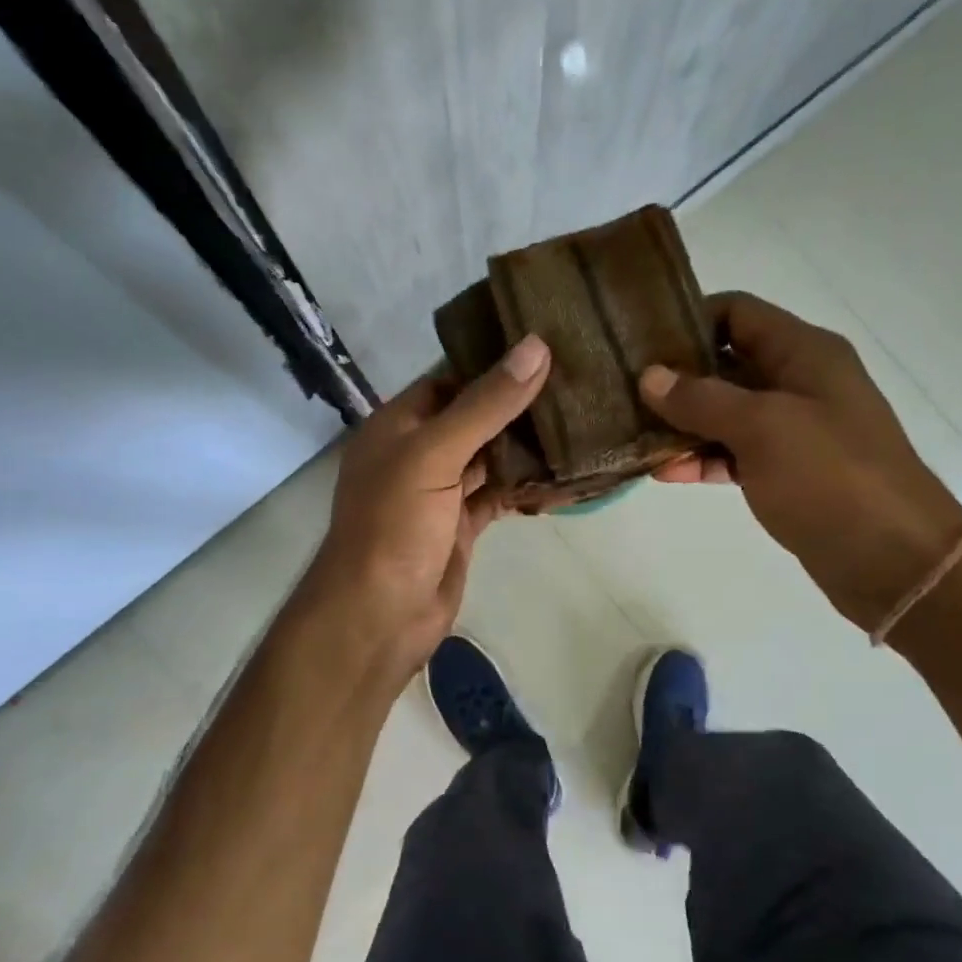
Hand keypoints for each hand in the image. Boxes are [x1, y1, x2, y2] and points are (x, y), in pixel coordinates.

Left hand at [302, 334, 550, 686]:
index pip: (449, 379)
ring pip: (488, 458)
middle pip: (473, 418)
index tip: (547, 347)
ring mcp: (439, 493)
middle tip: (576, 383)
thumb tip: (536, 346)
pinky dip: (524, 488)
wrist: (380, 615)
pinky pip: (497, 496)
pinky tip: (563, 475)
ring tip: (581, 421)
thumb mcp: (435, 454)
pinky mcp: (460, 527)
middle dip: (517, 405)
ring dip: (525, 446)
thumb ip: (485, 404)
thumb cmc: (394, 524)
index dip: (491, 364)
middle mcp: (417, 453)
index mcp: (398, 425)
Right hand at [642, 291, 961, 630]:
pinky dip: (702, 459)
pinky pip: (734, 454)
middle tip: (621, 390)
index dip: (689, 320)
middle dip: (677, 377)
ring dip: (683, 423)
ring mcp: (793, 430)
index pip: (738, 313)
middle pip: (727, 363)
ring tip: (632, 433)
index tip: (639, 341)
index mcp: (804, 353)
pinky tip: (664, 471)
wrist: (892, 559)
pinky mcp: (786, 472)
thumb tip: (650, 376)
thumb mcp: (763, 427)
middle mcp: (798, 382)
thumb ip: (703, 399)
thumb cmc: (831, 477)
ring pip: (726, 413)